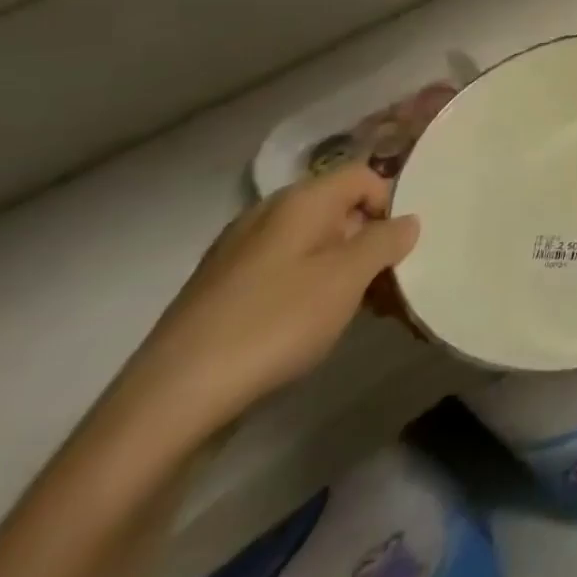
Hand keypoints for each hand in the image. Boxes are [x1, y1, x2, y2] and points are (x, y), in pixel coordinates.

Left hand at [121, 166, 420, 438]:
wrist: (170, 400)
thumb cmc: (274, 323)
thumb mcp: (349, 278)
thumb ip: (387, 240)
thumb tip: (406, 221)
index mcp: (299, 200)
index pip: (363, 176)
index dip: (390, 204)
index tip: (400, 249)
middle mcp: (267, 214)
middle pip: (338, 210)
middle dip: (370, 242)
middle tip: (388, 286)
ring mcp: (238, 252)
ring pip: (312, 244)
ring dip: (344, 269)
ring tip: (358, 312)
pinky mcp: (221, 290)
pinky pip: (284, 271)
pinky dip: (309, 288)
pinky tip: (311, 328)